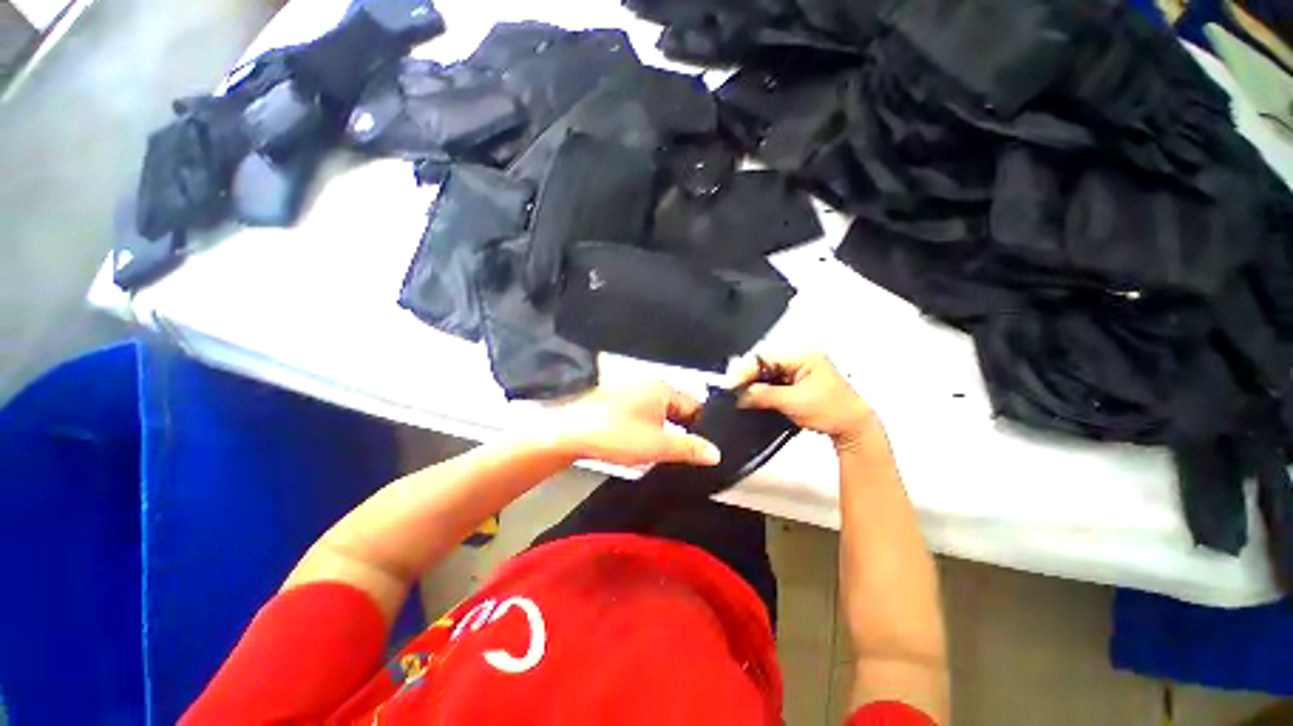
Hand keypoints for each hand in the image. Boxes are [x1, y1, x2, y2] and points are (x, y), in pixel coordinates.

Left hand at [549, 383, 720, 466]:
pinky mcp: (619, 401)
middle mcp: (650, 384)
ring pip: (661, 412)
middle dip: (686, 430)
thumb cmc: (616, 435)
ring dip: (668, 430)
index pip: (696, 406)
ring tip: (673, 453)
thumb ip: (689, 448)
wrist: (569, 433)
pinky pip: (645, 414)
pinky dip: (652, 428)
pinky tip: (649, 444)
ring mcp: (633, 391)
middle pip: (678, 408)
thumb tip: (716, 453)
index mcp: (664, 388)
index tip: (710, 448)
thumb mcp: (658, 445)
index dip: (705, 427)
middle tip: (693, 455)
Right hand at [731, 352, 880, 449]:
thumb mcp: (793, 402)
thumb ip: (763, 395)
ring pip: (766, 373)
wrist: (854, 430)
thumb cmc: (831, 412)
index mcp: (803, 355)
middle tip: (731, 390)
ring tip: (737, 395)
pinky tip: (751, 397)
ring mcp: (798, 370)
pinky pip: (772, 382)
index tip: (730, 384)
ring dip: (752, 384)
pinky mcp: (796, 383)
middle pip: (764, 363)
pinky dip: (761, 390)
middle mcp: (799, 358)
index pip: (765, 357)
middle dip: (747, 376)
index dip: (745, 370)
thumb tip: (738, 395)